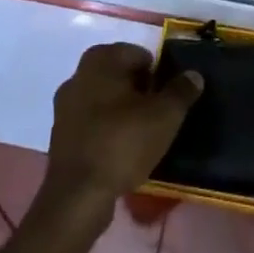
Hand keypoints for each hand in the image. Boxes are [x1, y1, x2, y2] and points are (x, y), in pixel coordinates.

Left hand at [41, 43, 202, 222]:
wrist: (77, 198)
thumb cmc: (122, 143)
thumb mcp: (164, 116)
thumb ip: (181, 91)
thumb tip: (194, 75)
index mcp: (101, 59)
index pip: (140, 55)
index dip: (158, 75)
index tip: (167, 100)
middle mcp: (78, 75)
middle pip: (121, 76)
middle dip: (140, 92)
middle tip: (158, 117)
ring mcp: (65, 106)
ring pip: (105, 100)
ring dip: (122, 112)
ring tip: (142, 137)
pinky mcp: (59, 136)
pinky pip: (92, 124)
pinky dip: (107, 131)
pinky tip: (121, 153)